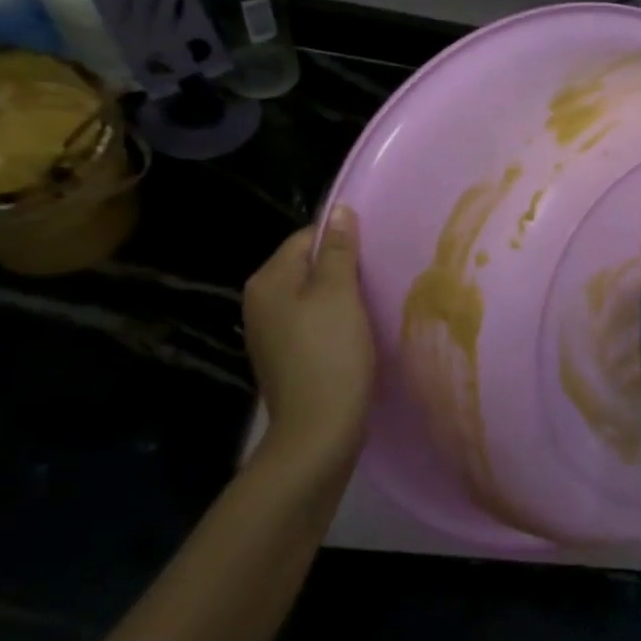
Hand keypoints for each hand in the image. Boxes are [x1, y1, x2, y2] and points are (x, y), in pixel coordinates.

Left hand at [243, 207, 375, 477]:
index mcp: (268, 281)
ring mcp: (270, 332)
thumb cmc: (331, 355)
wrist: (319, 430)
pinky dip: (335, 322)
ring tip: (374, 304)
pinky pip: (312, 323)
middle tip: (380, 278)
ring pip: (312, 297)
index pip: (306, 238)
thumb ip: (339, 251)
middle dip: (343, 269)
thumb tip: (339, 210)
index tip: (375, 254)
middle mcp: (260, 302)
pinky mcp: (286, 357)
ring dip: (342, 297)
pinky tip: (357, 334)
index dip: (342, 240)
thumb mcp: (339, 295)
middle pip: (307, 267)